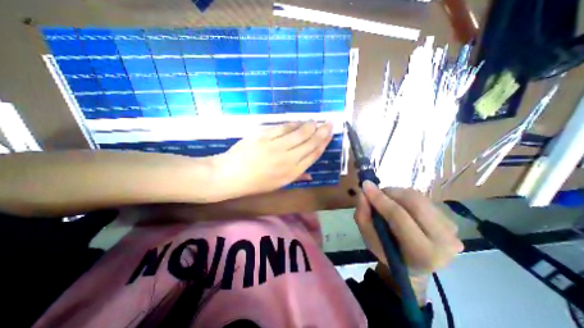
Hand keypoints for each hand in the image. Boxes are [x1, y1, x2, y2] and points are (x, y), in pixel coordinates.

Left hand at [214, 122, 332, 199]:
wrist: (230, 175)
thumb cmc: (255, 183)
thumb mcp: (278, 185)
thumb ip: (296, 177)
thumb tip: (310, 174)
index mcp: (291, 173)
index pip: (313, 155)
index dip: (323, 144)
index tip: (329, 135)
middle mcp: (287, 159)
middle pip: (309, 142)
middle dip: (322, 132)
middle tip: (329, 123)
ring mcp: (276, 146)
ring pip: (299, 133)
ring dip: (309, 126)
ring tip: (315, 121)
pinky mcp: (264, 136)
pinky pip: (283, 128)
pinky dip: (293, 124)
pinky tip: (298, 122)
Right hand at [354, 179, 463, 276]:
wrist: (414, 264)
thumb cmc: (388, 254)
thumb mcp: (369, 239)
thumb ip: (362, 217)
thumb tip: (362, 193)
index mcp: (423, 253)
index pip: (399, 217)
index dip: (380, 199)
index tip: (365, 185)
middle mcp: (445, 241)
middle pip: (414, 202)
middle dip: (390, 192)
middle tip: (375, 193)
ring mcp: (452, 229)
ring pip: (418, 197)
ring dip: (396, 193)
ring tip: (385, 200)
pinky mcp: (450, 219)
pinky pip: (422, 198)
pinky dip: (404, 196)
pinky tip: (399, 204)